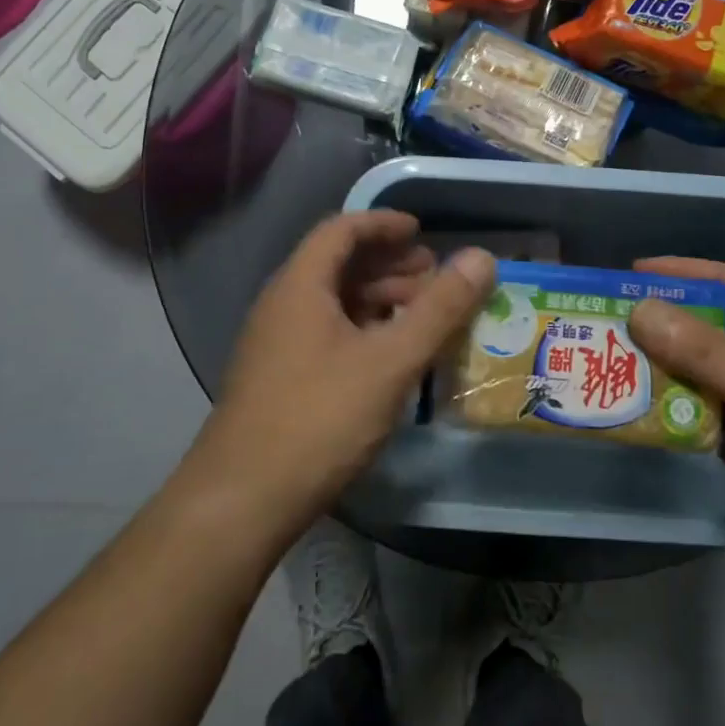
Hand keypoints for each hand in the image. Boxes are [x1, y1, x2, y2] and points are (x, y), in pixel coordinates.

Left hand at [191, 211, 495, 534]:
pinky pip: (327, 334)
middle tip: (435, 277)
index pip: (341, 230)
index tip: (422, 232)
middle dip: (389, 265)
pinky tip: (391, 356)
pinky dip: (364, 331)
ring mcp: (277, 345)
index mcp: (300, 286)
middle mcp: (282, 306)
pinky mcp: (279, 379)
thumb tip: (481, 257)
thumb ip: (439, 309)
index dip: (383, 224)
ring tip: (423, 315)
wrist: (242, 501)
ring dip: (379, 299)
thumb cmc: (319, 418)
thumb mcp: (390, 361)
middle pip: (338, 265)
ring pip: (333, 303)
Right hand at [628, 258, 724, 583]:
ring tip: (601, 363)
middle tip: (600, 323)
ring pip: (687, 370)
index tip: (628, 274)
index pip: (720, 281)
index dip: (678, 272)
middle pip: (695, 326)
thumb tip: (638, 311)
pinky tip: (626, 407)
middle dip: (652, 324)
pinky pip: (688, 410)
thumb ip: (700, 350)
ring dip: (650, 368)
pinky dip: (660, 408)